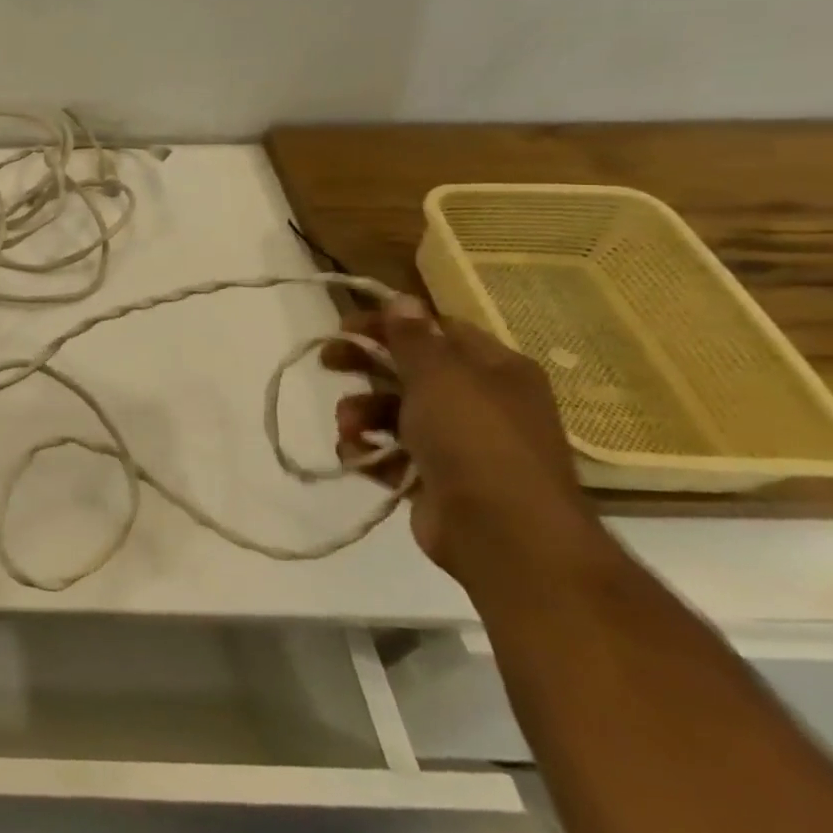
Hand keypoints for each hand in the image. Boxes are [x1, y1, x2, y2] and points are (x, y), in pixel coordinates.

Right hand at [321, 295, 599, 579]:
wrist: (504, 534)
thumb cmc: (474, 439)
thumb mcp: (439, 376)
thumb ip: (413, 337)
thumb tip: (401, 299)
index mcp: (494, 369)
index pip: (436, 329)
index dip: (389, 323)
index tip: (344, 326)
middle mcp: (481, 401)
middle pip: (410, 370)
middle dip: (366, 367)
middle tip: (327, 362)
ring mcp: (460, 444)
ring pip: (395, 413)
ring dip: (361, 413)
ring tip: (349, 427)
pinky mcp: (437, 480)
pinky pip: (392, 454)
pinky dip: (370, 451)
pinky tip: (357, 456)